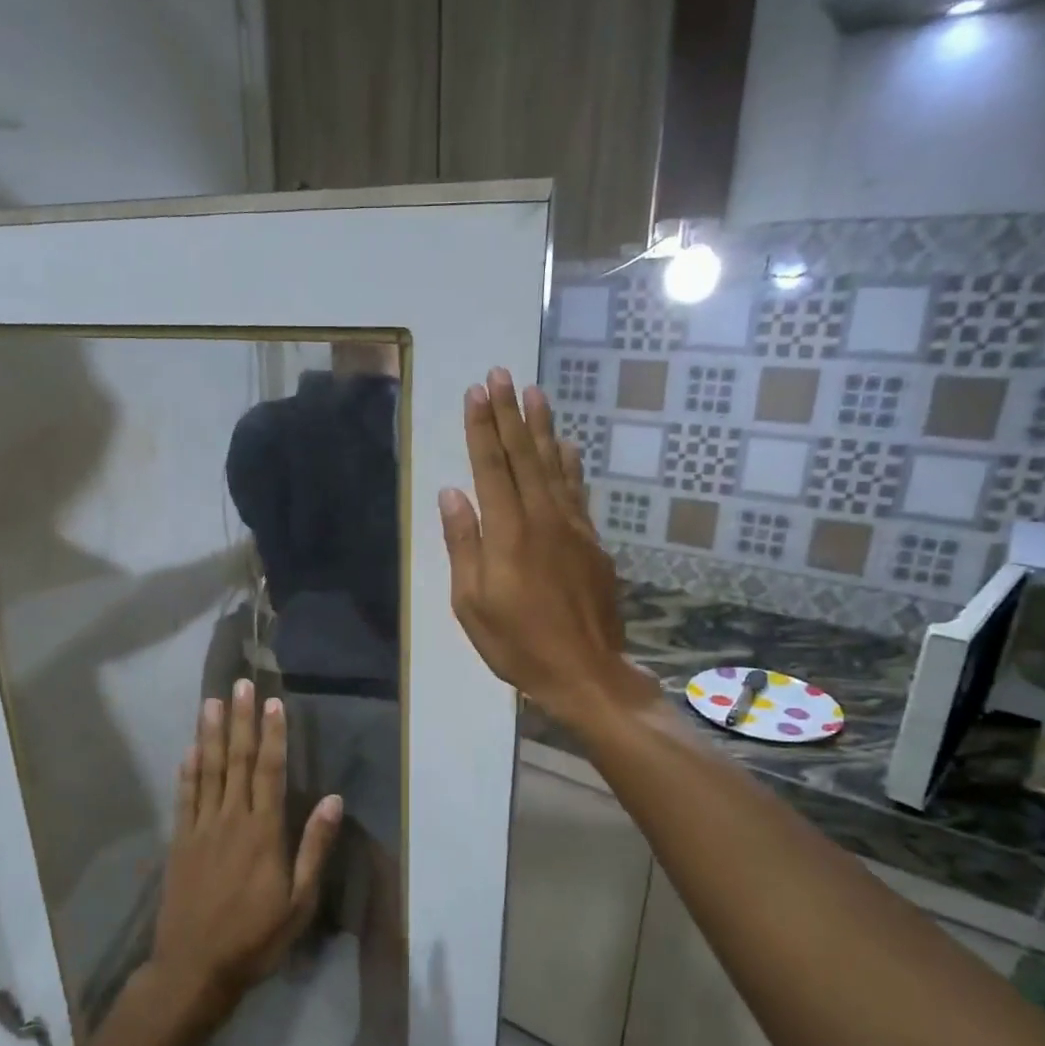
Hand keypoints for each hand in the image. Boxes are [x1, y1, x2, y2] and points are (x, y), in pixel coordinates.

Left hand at [149, 681, 342, 1023]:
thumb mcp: (299, 901)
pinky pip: (184, 797)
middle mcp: (231, 820)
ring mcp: (201, 829)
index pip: (270, 771)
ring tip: (212, 702)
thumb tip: (332, 799)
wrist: (194, 969)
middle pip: (238, 761)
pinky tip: (190, 748)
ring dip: (211, 734)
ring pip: (208, 771)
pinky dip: (188, 770)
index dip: (273, 734)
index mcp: (263, 832)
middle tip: (240, 685)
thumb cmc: (255, 937)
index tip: (273, 702)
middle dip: (241, 721)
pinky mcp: (179, 843)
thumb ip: (314, 847)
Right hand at [439, 369, 658, 729]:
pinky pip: (577, 491)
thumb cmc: (517, 644)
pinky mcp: (592, 542)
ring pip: (554, 466)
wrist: (585, 671)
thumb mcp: (472, 603)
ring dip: (542, 427)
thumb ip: (463, 545)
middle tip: (502, 374)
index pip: (490, 467)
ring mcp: (572, 528)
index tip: (476, 392)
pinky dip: (570, 464)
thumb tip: (452, 495)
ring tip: (535, 393)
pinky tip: (566, 445)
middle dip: (510, 413)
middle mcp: (541, 518)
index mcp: (507, 532)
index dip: (482, 427)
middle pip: (523, 455)